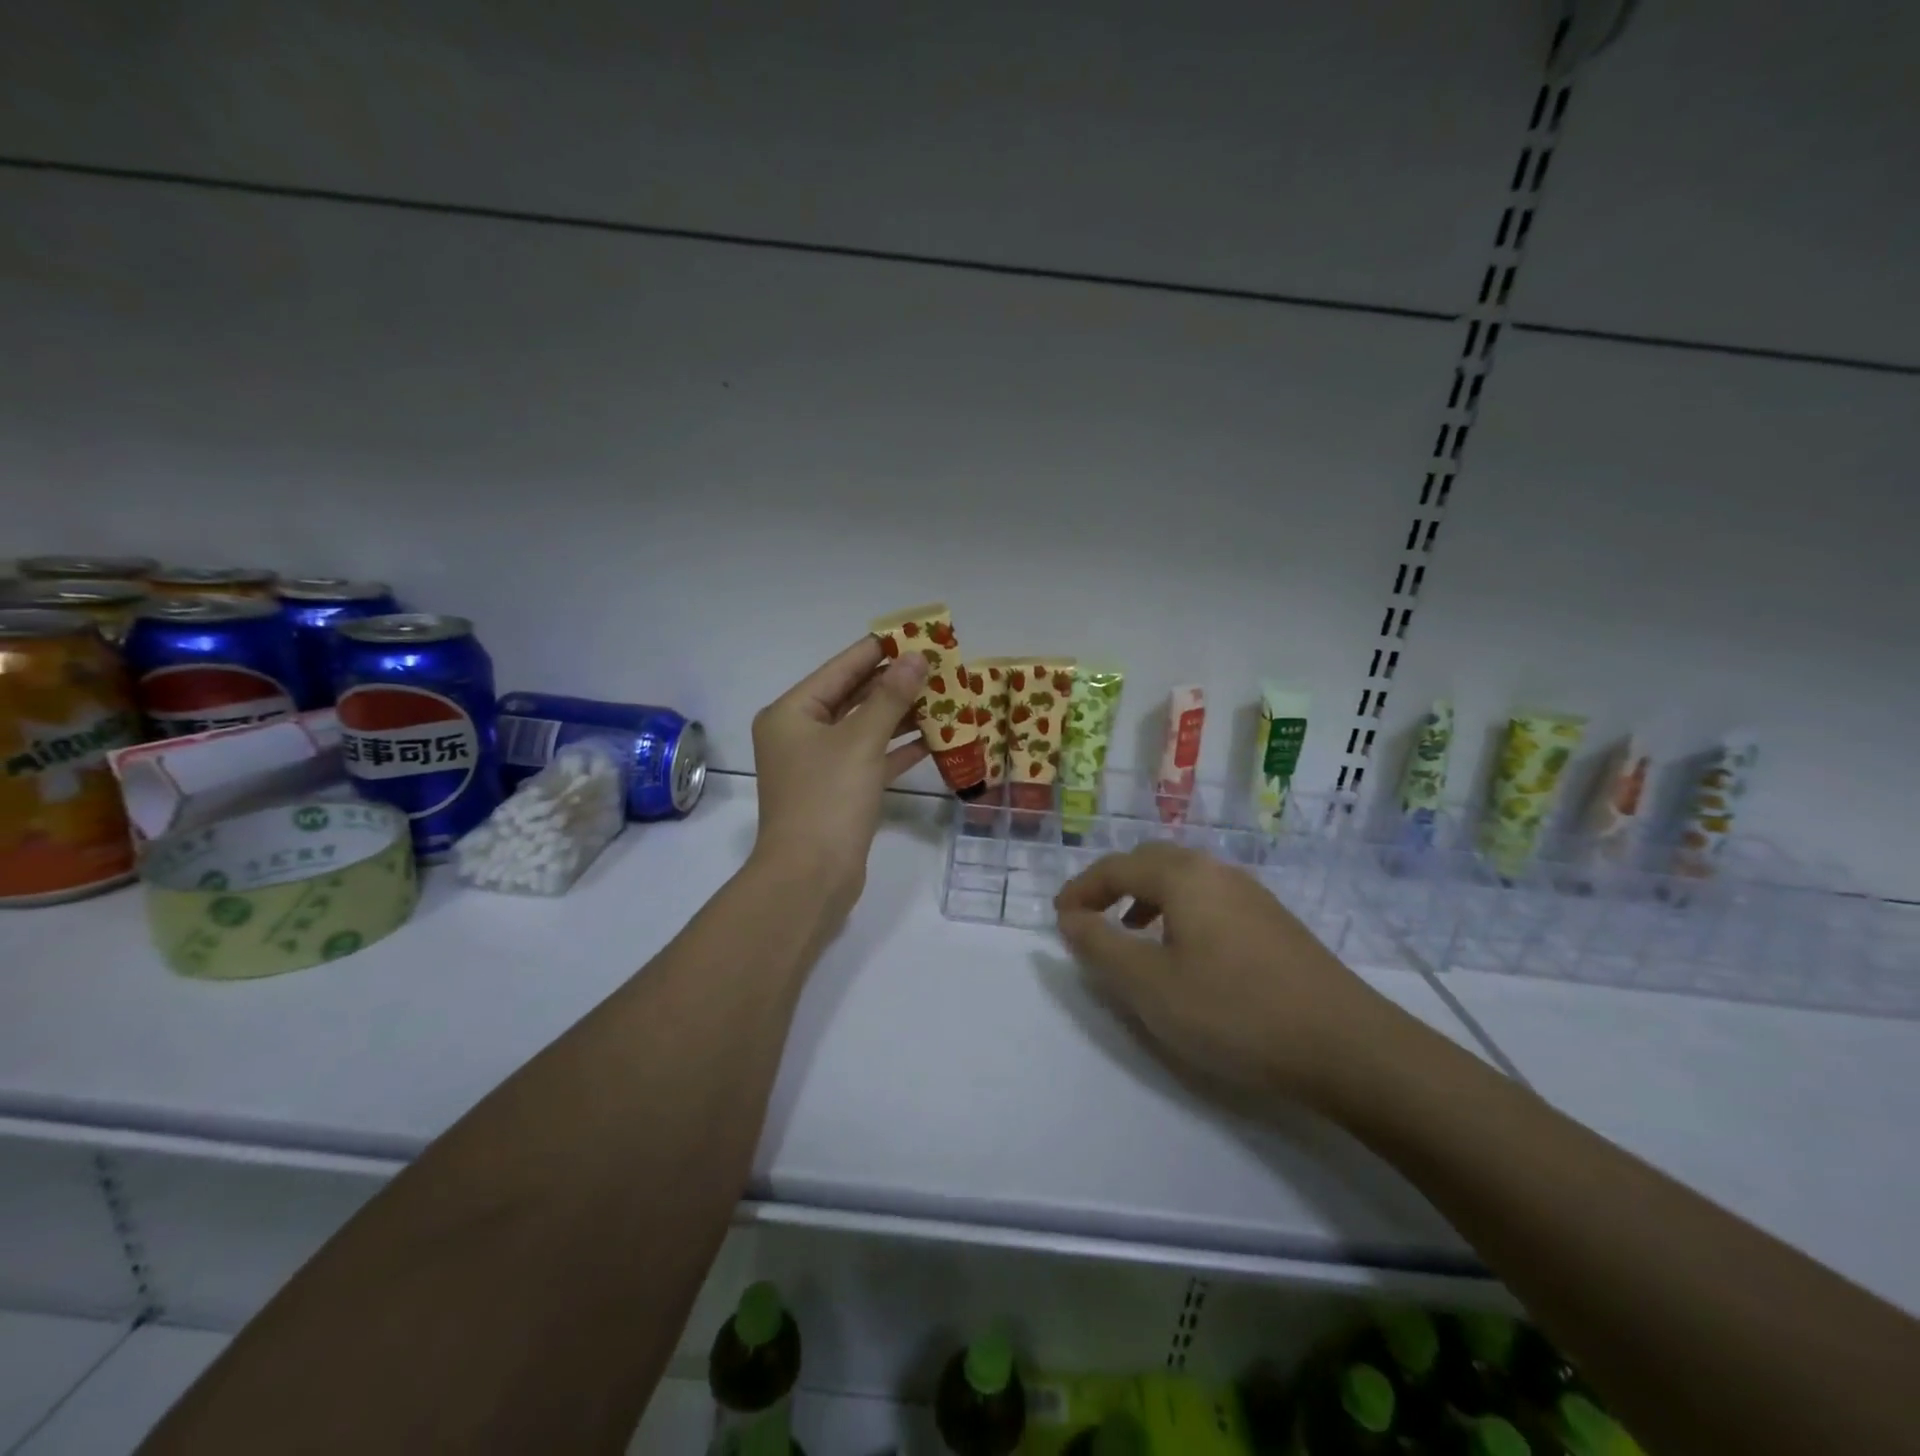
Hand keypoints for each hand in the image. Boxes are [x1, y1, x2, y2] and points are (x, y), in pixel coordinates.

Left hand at [750, 638, 927, 920]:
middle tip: (938, 665)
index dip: (879, 650)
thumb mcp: (861, 741)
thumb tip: (917, 657)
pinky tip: (934, 739)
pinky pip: (871, 759)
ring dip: (901, 715)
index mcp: (792, 713)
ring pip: (865, 729)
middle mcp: (801, 734)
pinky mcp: (839, 792)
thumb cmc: (828, 799)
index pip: (841, 668)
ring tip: (944, 696)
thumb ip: (890, 697)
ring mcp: (819, 765)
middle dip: (895, 683)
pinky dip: (898, 750)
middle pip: (853, 697)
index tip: (916, 634)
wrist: (810, 878)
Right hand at [1054, 842, 1405, 1109]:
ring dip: (1148, 900)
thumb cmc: (1234, 1011)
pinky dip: (1180, 915)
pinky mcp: (1276, 923)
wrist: (1347, 1046)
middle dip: (1114, 886)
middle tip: (1092, 920)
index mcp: (1184, 876)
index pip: (1116, 866)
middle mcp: (1218, 872)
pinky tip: (1187, 957)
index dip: (1081, 889)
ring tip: (1133, 938)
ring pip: (1185, 881)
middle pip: (1152, 862)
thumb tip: (1070, 917)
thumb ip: (1099, 946)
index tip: (1058, 918)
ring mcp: (1253, 895)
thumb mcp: (1149, 985)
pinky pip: (1211, 902)